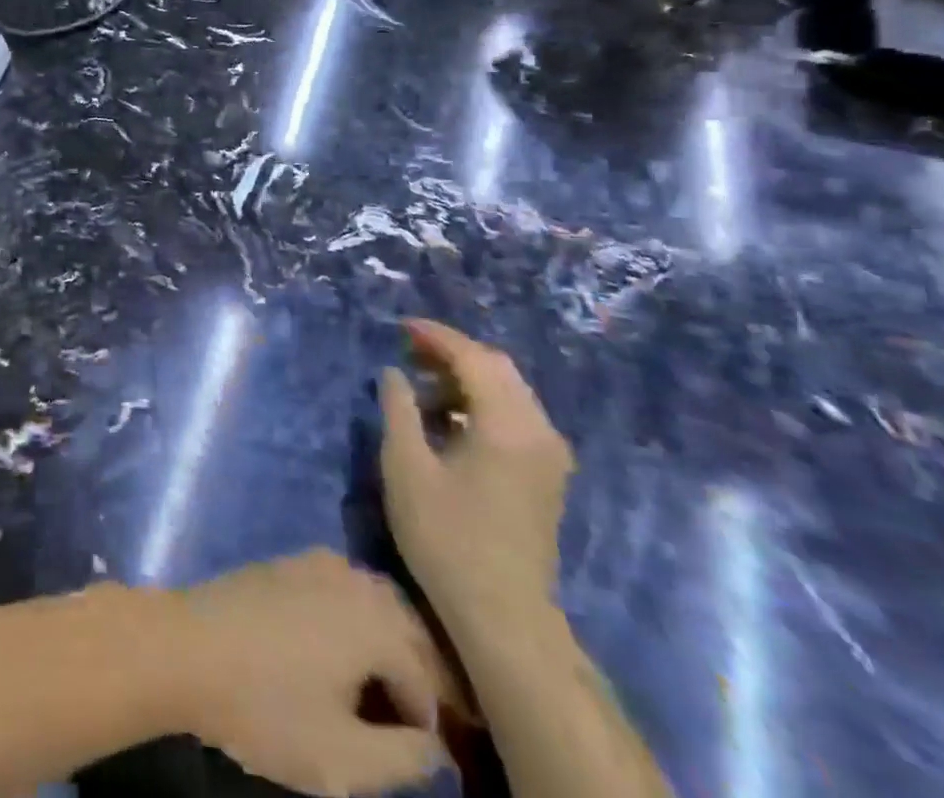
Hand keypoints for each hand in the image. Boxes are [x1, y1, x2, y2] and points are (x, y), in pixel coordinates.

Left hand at [175, 550, 449, 797]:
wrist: (186, 647)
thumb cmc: (266, 706)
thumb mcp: (345, 758)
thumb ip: (407, 759)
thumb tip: (436, 745)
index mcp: (377, 621)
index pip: (430, 682)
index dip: (436, 728)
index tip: (429, 760)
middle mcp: (353, 579)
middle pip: (410, 630)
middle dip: (422, 676)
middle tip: (421, 726)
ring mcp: (316, 562)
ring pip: (377, 603)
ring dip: (392, 645)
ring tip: (386, 695)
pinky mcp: (287, 562)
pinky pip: (343, 589)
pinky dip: (358, 620)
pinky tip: (344, 655)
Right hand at [380, 320, 574, 634]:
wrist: (503, 616)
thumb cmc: (446, 537)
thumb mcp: (406, 467)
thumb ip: (398, 409)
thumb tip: (394, 373)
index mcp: (507, 425)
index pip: (473, 358)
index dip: (435, 336)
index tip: (400, 327)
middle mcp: (539, 431)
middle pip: (498, 368)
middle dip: (452, 352)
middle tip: (408, 352)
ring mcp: (549, 455)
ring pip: (509, 390)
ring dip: (466, 377)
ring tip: (421, 387)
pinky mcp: (547, 474)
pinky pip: (516, 415)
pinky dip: (481, 402)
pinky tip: (449, 419)